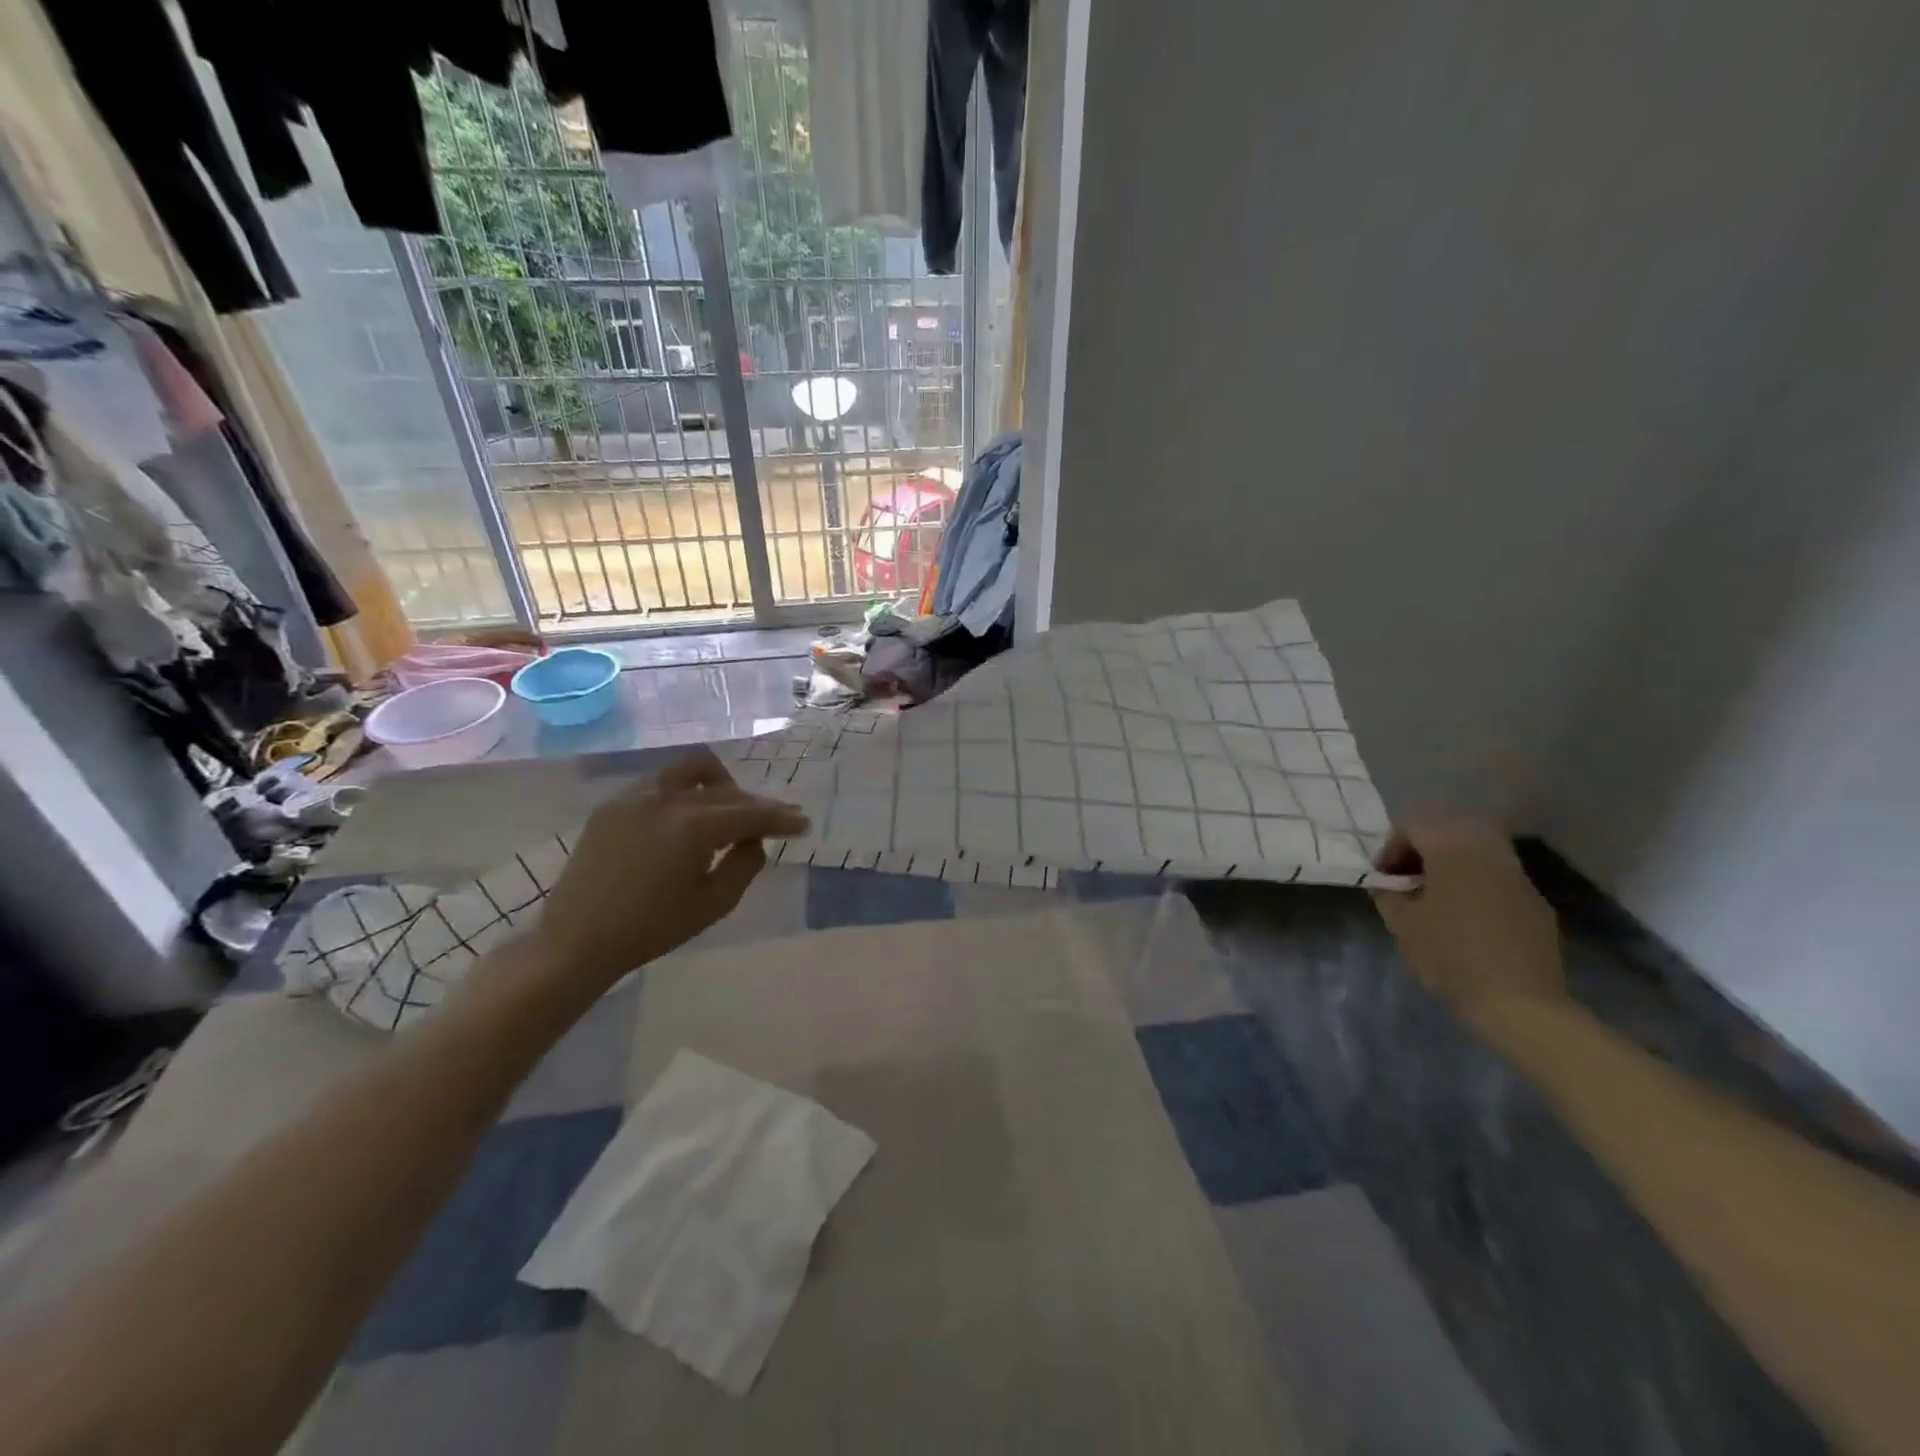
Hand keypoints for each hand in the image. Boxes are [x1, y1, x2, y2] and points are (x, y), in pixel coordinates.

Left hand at [534, 748, 808, 990]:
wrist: (576, 941)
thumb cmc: (651, 929)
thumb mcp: (713, 904)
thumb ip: (745, 865)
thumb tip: (754, 840)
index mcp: (692, 826)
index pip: (750, 813)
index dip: (781, 818)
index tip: (803, 823)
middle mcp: (665, 799)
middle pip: (725, 790)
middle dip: (754, 804)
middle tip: (772, 821)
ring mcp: (634, 797)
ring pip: (690, 770)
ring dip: (718, 785)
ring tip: (726, 811)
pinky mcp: (612, 806)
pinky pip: (660, 784)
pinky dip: (685, 794)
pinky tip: (685, 821)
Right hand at [1370, 820, 1567, 1030]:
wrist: (1520, 1003)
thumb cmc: (1451, 956)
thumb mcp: (1401, 923)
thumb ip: (1388, 892)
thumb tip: (1388, 883)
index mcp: (1453, 850)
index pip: (1413, 826)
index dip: (1390, 847)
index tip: (1383, 877)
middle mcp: (1489, 852)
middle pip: (1449, 831)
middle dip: (1423, 850)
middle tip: (1407, 879)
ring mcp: (1519, 877)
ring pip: (1477, 853)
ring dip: (1451, 866)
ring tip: (1435, 898)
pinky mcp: (1537, 903)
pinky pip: (1497, 879)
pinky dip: (1476, 885)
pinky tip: (1468, 918)